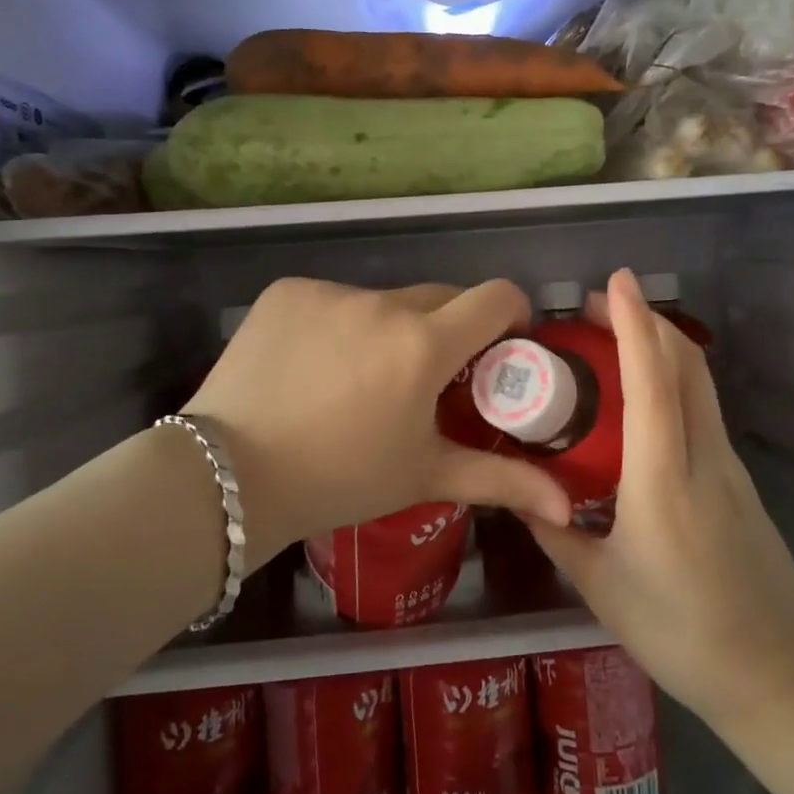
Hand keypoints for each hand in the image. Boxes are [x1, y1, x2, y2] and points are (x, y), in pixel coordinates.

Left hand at [182, 278, 572, 564]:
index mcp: (424, 345)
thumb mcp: (424, 475)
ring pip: (382, 302)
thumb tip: (565, 503)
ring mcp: (330, 292)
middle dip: (446, 329)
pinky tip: (313, 366)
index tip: (501, 344)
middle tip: (427, 376)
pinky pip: (333, 300)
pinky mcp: (288, 291)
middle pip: (438, 298)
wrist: (228, 476)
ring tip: (359, 379)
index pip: (495, 296)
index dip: (510, 314)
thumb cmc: (339, 479)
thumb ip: (501, 480)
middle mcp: (382, 304)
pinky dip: (337, 324)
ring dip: (387, 329)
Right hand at [527, 269, 793, 725]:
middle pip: (684, 364)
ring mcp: (727, 464)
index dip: (634, 324)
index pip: (653, 382)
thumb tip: (519, 494)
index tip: (614, 282)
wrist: (778, 672)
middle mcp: (702, 456)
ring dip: (659, 344)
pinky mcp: (736, 477)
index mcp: (664, 479)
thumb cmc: (682, 631)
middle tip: (595, 306)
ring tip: (611, 339)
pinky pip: (701, 407)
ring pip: (697, 381)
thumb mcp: (601, 587)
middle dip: (644, 320)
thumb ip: (557, 532)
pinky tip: (639, 396)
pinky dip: (671, 377)